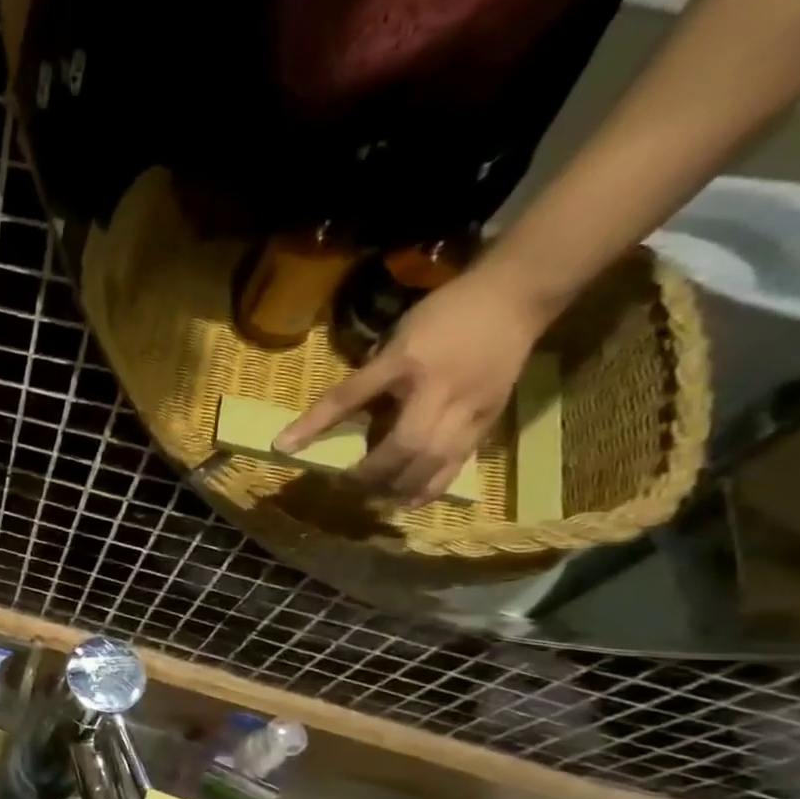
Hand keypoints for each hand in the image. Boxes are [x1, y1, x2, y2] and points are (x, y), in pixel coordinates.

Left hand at [275, 264, 545, 505]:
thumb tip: (336, 413)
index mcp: (405, 361)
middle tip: (343, 486)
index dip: (314, 424)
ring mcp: (469, 408)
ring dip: (399, 486)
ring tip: (373, 500)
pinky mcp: (488, 421)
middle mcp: (439, 389)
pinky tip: (408, 501)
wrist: (516, 297)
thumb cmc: (445, 314)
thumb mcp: (398, 337)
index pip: (349, 396)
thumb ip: (370, 376)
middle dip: (371, 472)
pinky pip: (458, 462)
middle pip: (403, 444)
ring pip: (434, 461)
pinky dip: (430, 486)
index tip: (283, 446)